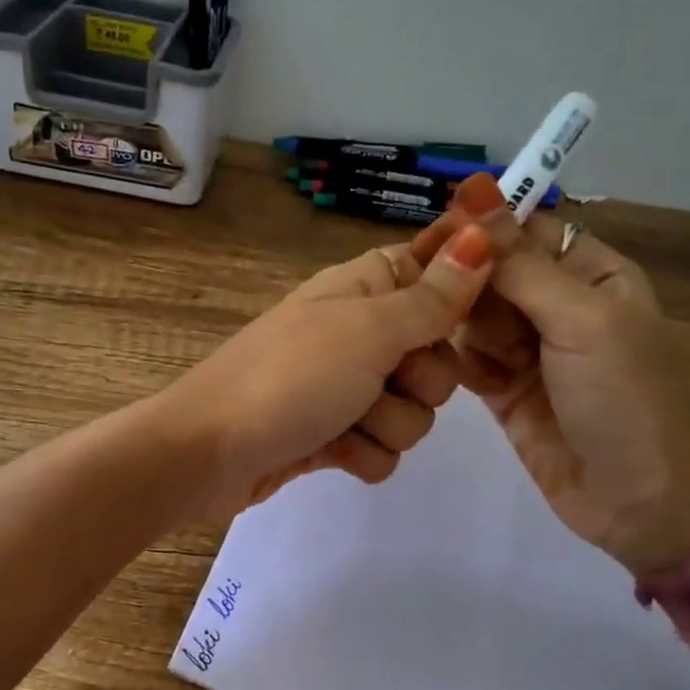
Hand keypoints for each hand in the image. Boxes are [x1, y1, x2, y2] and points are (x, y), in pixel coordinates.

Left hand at [165, 225, 494, 518]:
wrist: (208, 453)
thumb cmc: (289, 379)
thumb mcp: (367, 330)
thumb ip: (431, 296)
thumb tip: (482, 234)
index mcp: (362, 288)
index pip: (431, 273)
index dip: (456, 297)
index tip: (462, 324)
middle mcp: (356, 333)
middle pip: (436, 354)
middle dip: (422, 380)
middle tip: (386, 380)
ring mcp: (342, 388)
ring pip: (413, 409)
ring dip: (388, 424)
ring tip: (345, 423)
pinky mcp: (331, 435)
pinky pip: (381, 447)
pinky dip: (362, 454)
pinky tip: (331, 452)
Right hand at [413, 176, 689, 574]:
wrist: (642, 503)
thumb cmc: (625, 399)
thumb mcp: (579, 320)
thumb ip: (519, 262)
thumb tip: (474, 187)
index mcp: (591, 273)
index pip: (524, 227)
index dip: (479, 227)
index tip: (432, 240)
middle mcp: (558, 305)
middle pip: (490, 271)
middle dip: (463, 284)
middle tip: (432, 302)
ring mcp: (528, 350)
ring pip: (470, 315)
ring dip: (455, 326)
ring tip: (444, 350)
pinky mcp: (503, 390)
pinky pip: (464, 359)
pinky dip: (452, 361)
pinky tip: (442, 370)